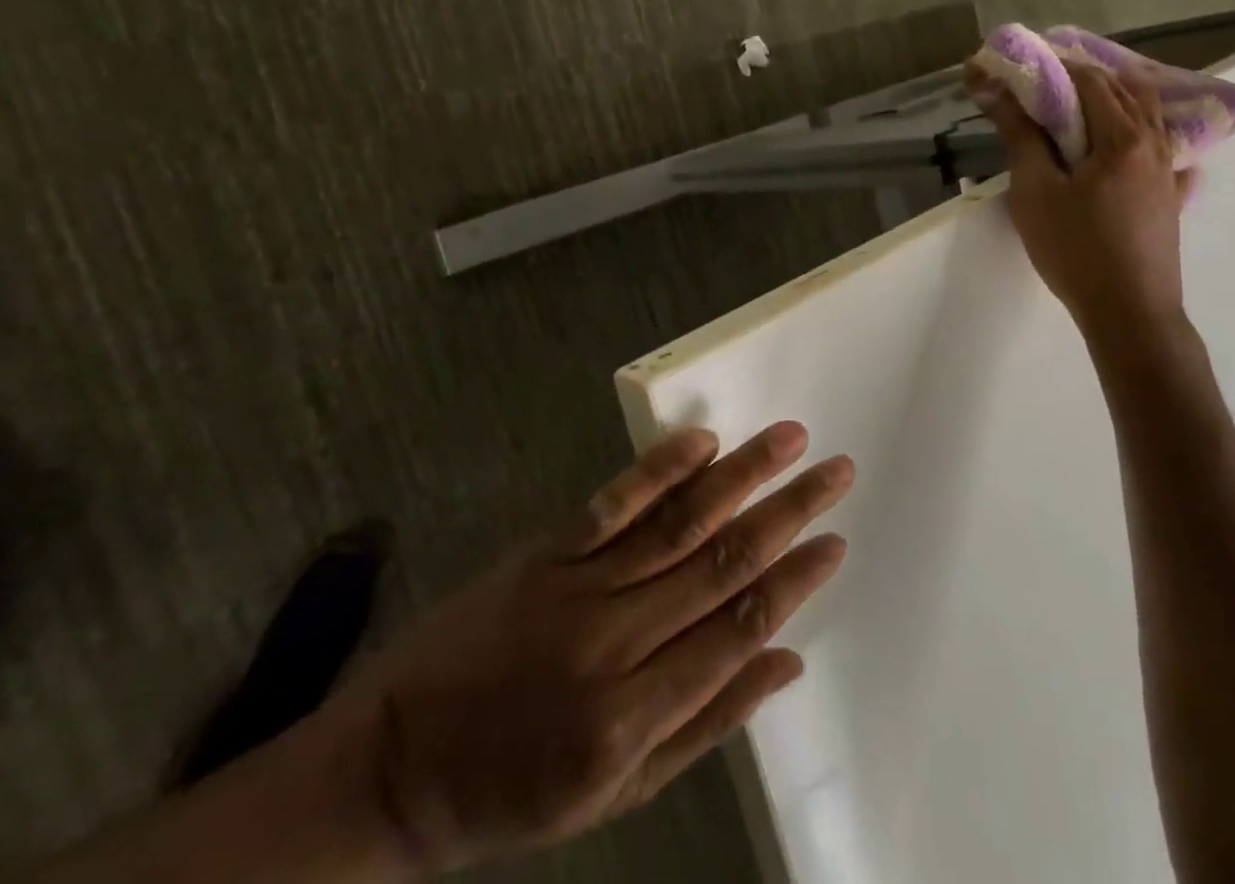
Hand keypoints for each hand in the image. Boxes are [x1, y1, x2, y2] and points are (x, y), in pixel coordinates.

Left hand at [328, 424, 853, 872]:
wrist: (397, 763)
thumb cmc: (516, 790)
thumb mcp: (618, 795)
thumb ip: (708, 724)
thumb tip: (787, 661)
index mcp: (635, 719)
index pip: (737, 631)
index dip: (794, 582)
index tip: (836, 540)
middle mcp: (615, 645)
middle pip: (721, 565)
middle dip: (788, 513)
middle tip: (837, 471)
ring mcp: (577, 588)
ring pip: (678, 523)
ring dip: (741, 475)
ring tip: (790, 440)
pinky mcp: (546, 552)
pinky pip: (612, 503)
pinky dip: (659, 468)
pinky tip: (703, 439)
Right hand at [984, 61, 1191, 332]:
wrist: (1130, 313)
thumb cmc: (1075, 249)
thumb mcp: (1035, 191)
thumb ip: (1020, 135)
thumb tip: (994, 88)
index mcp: (1120, 136)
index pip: (1088, 79)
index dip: (1054, 66)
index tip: (1023, 68)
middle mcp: (1152, 142)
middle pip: (1122, 90)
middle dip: (1083, 78)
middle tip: (1045, 84)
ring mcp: (1169, 170)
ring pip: (1147, 115)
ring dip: (1116, 99)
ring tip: (1083, 105)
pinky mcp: (1172, 197)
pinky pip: (1165, 149)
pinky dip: (1146, 133)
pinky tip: (1136, 144)